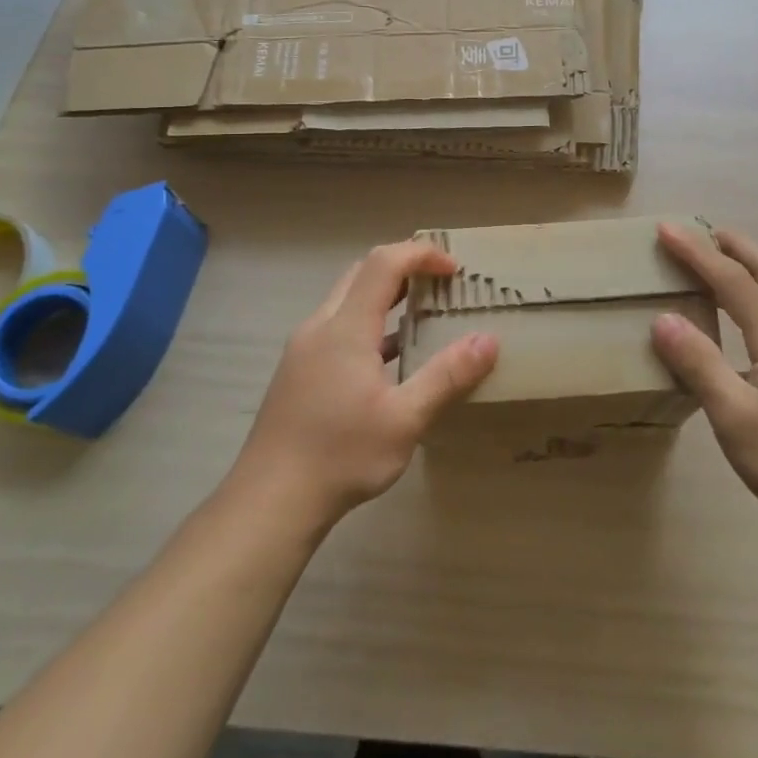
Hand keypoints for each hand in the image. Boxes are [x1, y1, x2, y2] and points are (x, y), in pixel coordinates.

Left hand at [232, 242, 498, 530]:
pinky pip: (337, 328)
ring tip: (422, 316)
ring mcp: (303, 349)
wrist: (269, 502)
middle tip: (440, 284)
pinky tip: (389, 360)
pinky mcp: (297, 371)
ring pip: (347, 301)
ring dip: (385, 297)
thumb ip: (447, 376)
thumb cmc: (340, 456)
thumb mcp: (405, 420)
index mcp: (345, 328)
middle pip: (362, 273)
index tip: (455, 270)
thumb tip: (488, 341)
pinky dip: (368, 324)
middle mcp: (320, 327)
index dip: (421, 255)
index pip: (384, 264)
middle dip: (404, 268)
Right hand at [651, 223, 757, 538]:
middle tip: (704, 231)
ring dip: (750, 267)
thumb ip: (699, 363)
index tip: (666, 228)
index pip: (732, 280)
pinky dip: (757, 295)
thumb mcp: (734, 415)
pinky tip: (742, 319)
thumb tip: (663, 318)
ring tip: (719, 263)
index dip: (697, 252)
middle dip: (737, 245)